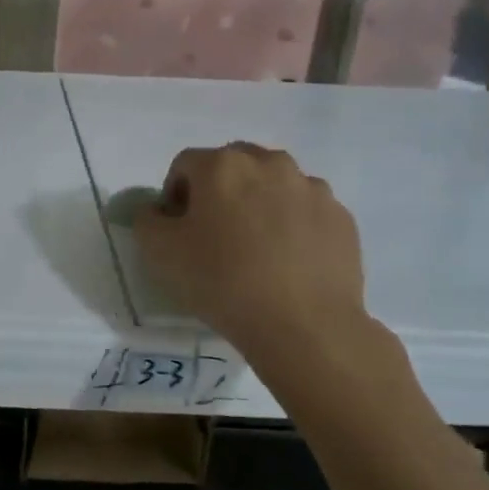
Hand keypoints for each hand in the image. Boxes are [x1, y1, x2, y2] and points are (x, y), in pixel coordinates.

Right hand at [133, 144, 400, 403]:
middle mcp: (269, 163)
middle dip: (219, 192)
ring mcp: (311, 188)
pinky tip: (286, 261)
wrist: (304, 326)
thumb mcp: (159, 252)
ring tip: (255, 248)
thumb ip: (148, 220)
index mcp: (222, 165)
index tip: (178, 230)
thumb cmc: (223, 281)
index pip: (185, 165)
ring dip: (258, 204)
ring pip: (273, 185)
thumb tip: (158, 212)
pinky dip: (292, 225)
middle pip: (233, 166)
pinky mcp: (340, 217)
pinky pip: (305, 210)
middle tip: (214, 234)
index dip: (174, 195)